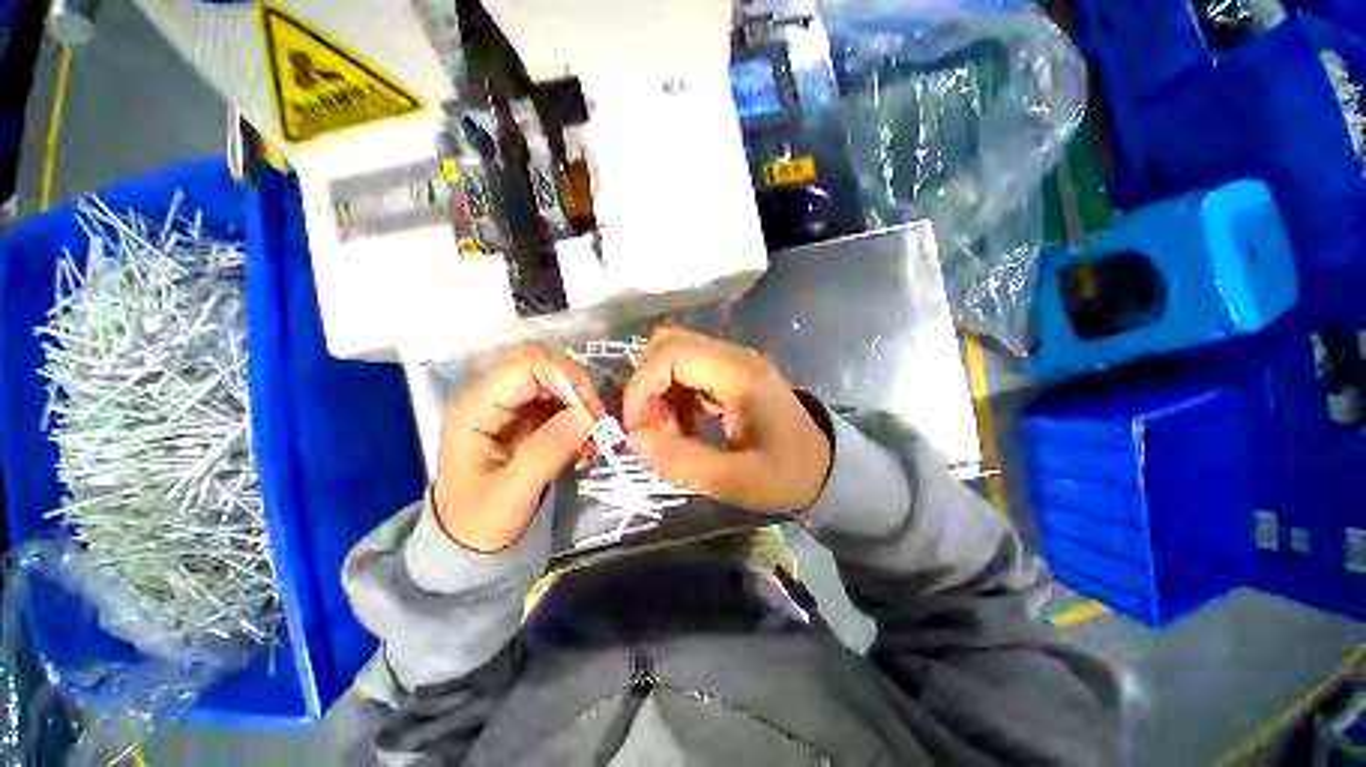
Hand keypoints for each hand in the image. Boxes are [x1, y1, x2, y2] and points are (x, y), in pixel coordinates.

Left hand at [433, 349, 604, 551]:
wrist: (467, 541)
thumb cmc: (479, 521)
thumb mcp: (512, 493)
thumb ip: (547, 451)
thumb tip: (587, 415)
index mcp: (475, 407)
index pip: (526, 366)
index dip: (565, 378)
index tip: (592, 411)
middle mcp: (492, 396)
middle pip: (545, 369)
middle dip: (578, 392)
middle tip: (599, 426)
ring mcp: (510, 405)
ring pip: (557, 384)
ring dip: (582, 406)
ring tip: (595, 440)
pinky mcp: (526, 416)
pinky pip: (561, 403)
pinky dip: (579, 418)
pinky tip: (587, 443)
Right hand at [623, 327, 832, 511]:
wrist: (824, 467)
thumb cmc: (786, 475)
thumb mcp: (735, 481)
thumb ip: (681, 461)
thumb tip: (634, 439)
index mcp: (740, 375)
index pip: (672, 353)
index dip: (642, 386)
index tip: (636, 428)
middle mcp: (734, 357)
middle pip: (668, 345)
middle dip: (647, 387)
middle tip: (652, 430)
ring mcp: (733, 362)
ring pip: (674, 357)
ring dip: (659, 394)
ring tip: (671, 435)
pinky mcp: (729, 374)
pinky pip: (686, 372)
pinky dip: (673, 397)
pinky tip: (684, 428)